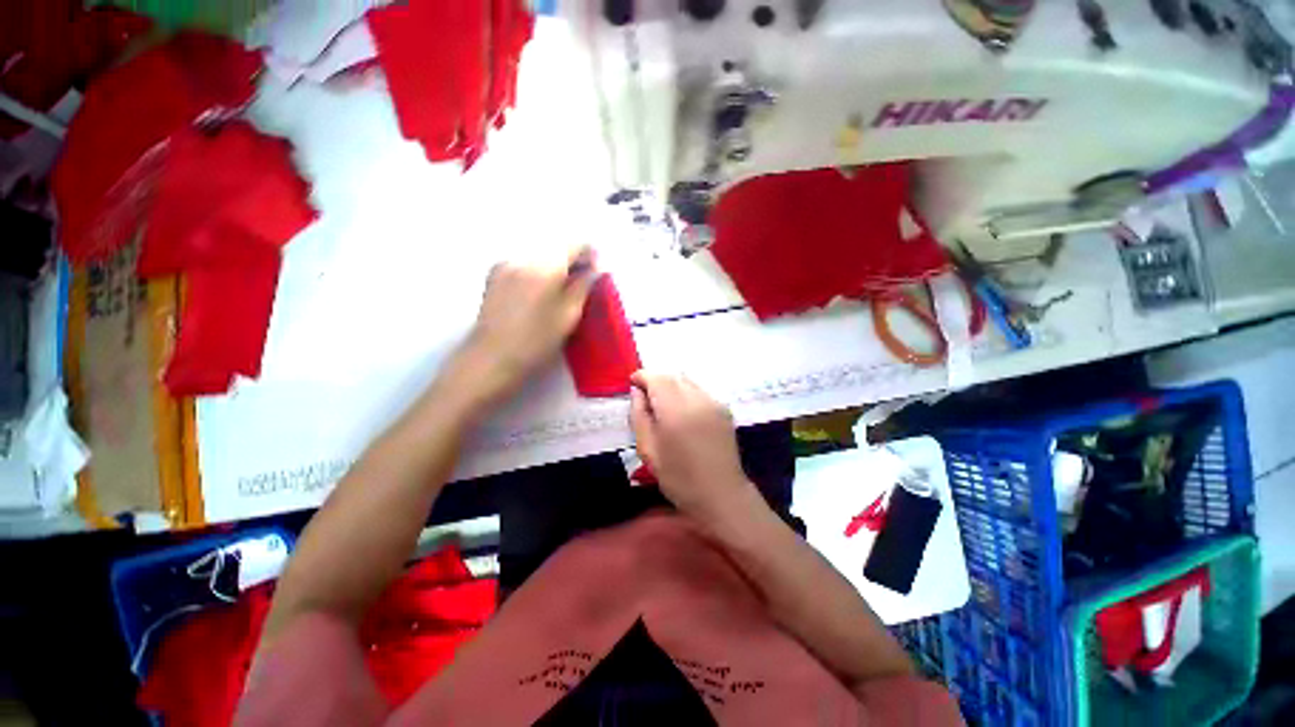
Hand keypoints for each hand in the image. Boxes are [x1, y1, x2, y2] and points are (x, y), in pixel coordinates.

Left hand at [463, 246, 595, 403]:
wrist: (492, 357)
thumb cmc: (536, 341)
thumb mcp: (568, 316)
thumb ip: (583, 288)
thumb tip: (595, 270)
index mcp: (545, 268)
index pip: (573, 245)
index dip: (588, 253)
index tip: (596, 268)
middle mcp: (523, 258)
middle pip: (554, 247)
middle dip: (571, 259)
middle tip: (582, 279)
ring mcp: (505, 264)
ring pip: (539, 254)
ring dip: (554, 265)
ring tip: (561, 288)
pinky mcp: (495, 273)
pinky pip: (524, 262)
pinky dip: (538, 270)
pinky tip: (540, 291)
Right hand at [629, 372, 756, 524]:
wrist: (721, 495)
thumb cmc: (679, 479)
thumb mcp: (648, 450)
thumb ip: (639, 416)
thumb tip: (637, 392)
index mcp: (676, 411)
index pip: (657, 378)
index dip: (642, 376)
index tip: (632, 384)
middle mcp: (697, 400)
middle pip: (672, 375)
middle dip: (656, 380)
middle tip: (645, 396)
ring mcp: (714, 402)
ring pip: (687, 380)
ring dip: (671, 385)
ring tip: (663, 404)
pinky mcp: (724, 408)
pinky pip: (699, 390)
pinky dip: (686, 392)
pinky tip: (682, 412)